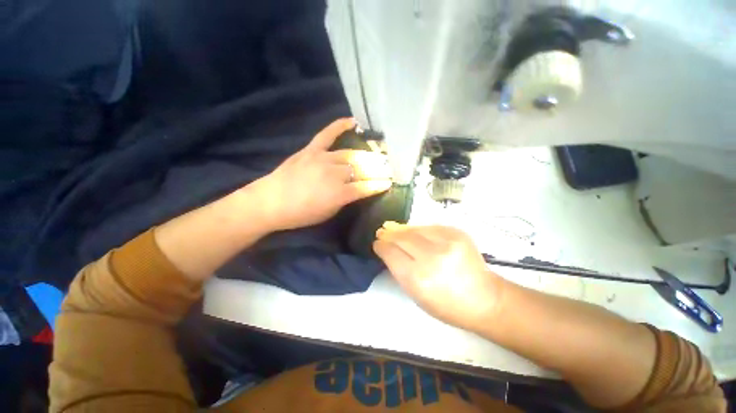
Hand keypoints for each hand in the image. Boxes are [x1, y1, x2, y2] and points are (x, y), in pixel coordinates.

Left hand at [251, 118, 391, 230]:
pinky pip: (327, 134)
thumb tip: (357, 190)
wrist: (270, 202)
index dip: (379, 185)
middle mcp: (334, 174)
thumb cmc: (301, 214)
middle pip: (361, 169)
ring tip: (376, 155)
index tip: (389, 182)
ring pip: (350, 154)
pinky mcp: (311, 150)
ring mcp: (322, 159)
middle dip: (376, 169)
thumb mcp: (329, 213)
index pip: (366, 187)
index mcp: (339, 193)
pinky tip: (353, 121)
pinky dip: (339, 126)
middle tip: (386, 167)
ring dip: (365, 155)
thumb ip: (345, 200)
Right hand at [373, 223, 503, 331]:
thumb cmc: (447, 305)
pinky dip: (418, 229)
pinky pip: (429, 227)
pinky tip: (415, 232)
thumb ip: (399, 270)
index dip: (381, 246)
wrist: (485, 299)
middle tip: (381, 232)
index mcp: (418, 278)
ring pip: (414, 229)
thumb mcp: (416, 295)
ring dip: (402, 229)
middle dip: (388, 234)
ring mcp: (447, 242)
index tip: (377, 243)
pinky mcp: (457, 233)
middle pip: (401, 237)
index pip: (391, 253)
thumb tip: (388, 250)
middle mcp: (432, 257)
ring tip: (394, 229)